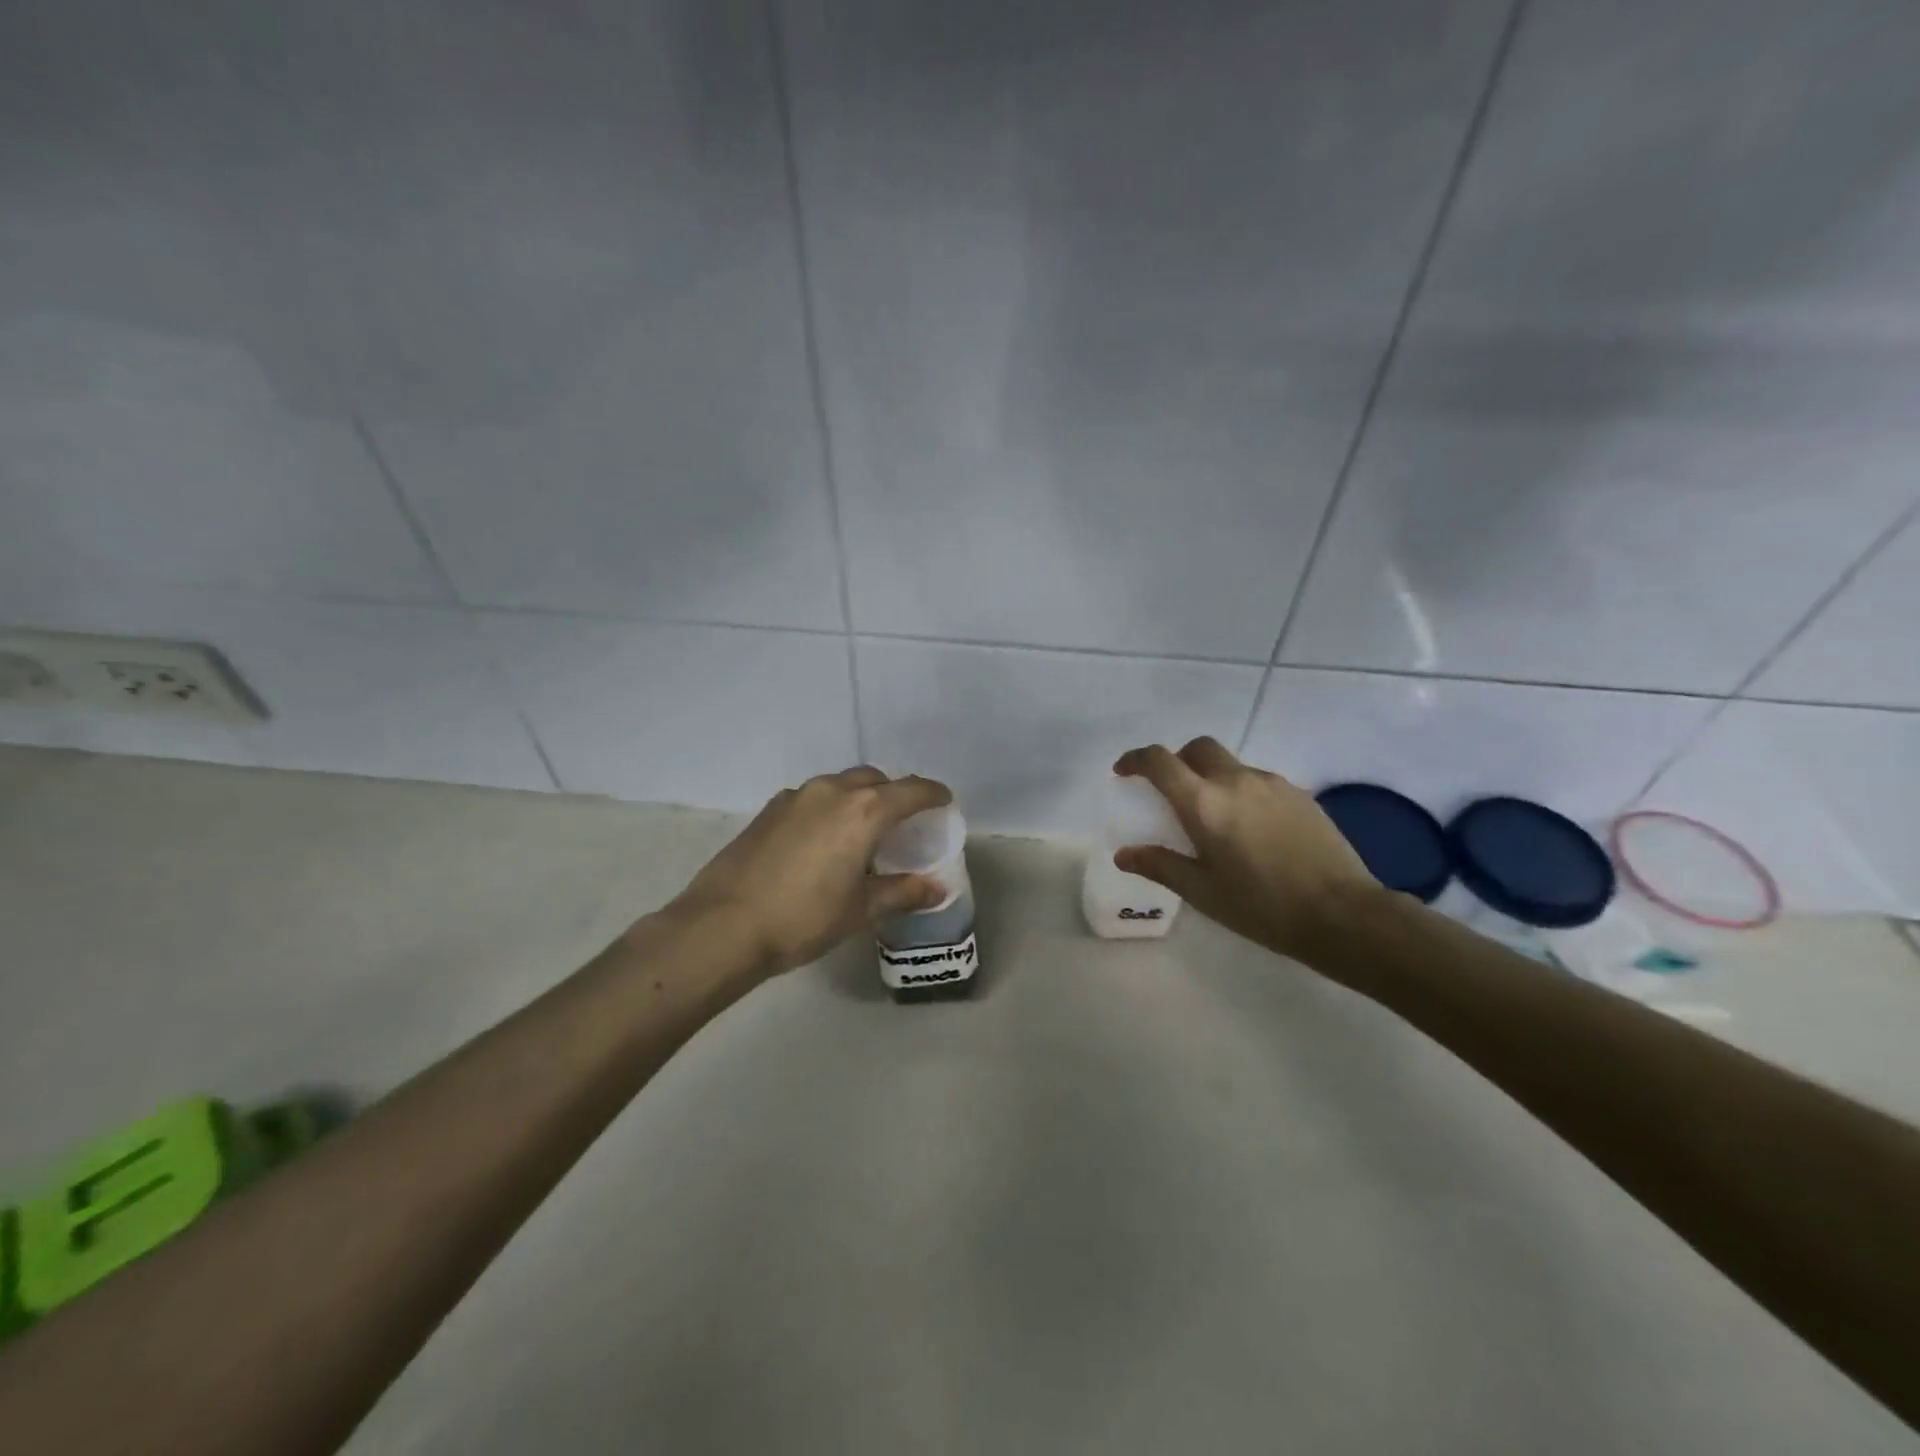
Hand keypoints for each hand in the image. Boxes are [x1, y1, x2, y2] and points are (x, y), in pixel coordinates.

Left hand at [670, 767, 953, 974]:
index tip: (943, 802)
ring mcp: (796, 796)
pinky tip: (822, 840)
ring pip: (840, 785)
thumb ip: (902, 892)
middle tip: (901, 822)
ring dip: (859, 799)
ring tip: (861, 832)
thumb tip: (935, 888)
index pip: (911, 790)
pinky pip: (813, 797)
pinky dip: (829, 808)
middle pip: (874, 780)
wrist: (723, 925)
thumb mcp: (860, 910)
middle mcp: (832, 791)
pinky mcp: (769, 809)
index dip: (933, 795)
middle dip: (894, 794)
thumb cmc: (803, 918)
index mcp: (864, 811)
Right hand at [1112, 737, 1381, 959]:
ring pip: (1230, 764)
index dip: (1136, 760)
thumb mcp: (1202, 892)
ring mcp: (1272, 784)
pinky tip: (1250, 829)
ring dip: (1211, 777)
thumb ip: (1160, 865)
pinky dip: (1240, 791)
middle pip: (1197, 748)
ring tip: (1214, 818)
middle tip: (1170, 790)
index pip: (1160, 761)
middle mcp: (1235, 781)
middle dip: (1176, 760)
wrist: (1343, 914)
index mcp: (1204, 803)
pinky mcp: (1299, 795)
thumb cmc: (1262, 906)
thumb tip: (1124, 854)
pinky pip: (1257, 781)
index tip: (1124, 772)